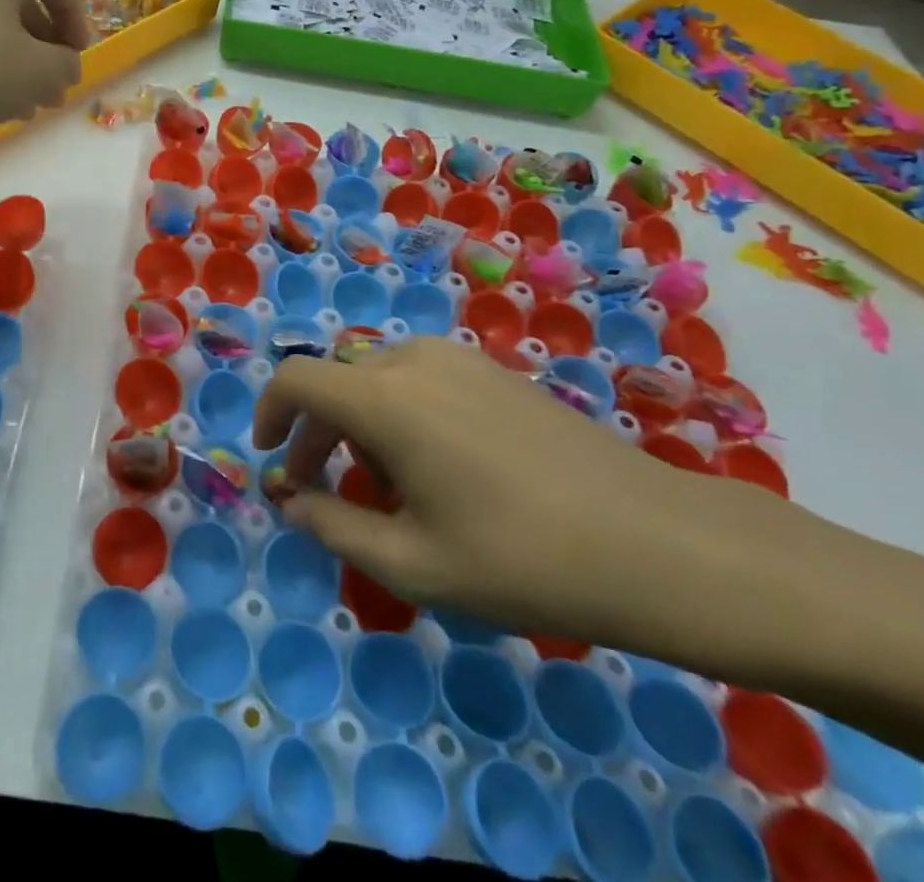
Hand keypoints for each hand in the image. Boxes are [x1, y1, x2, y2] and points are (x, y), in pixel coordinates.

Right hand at [253, 339, 738, 645]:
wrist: (655, 542)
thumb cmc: (521, 558)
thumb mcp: (413, 563)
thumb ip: (335, 526)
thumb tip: (292, 502)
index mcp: (385, 398)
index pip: (297, 379)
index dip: (269, 412)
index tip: (269, 458)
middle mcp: (414, 361)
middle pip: (338, 382)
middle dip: (315, 434)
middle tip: (320, 492)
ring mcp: (461, 360)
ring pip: (378, 380)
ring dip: (359, 424)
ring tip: (387, 488)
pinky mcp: (495, 372)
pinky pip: (421, 380)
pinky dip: (400, 413)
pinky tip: (438, 468)